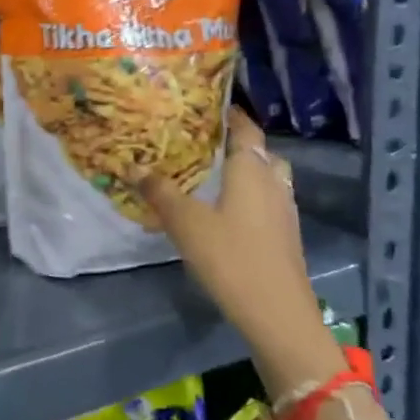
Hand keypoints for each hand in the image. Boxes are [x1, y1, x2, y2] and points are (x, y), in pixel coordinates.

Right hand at [137, 110, 335, 355]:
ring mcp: (285, 210)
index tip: (207, 107)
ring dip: (246, 172)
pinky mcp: (286, 236)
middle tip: (205, 143)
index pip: (246, 128)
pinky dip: (251, 197)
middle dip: (237, 144)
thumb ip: (160, 192)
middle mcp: (274, 182)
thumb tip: (133, 167)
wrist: (277, 313)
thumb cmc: (231, 257)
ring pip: (268, 178)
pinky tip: (227, 212)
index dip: (230, 114)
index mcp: (252, 169)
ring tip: (214, 176)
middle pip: (261, 152)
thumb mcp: (186, 223)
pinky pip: (268, 201)